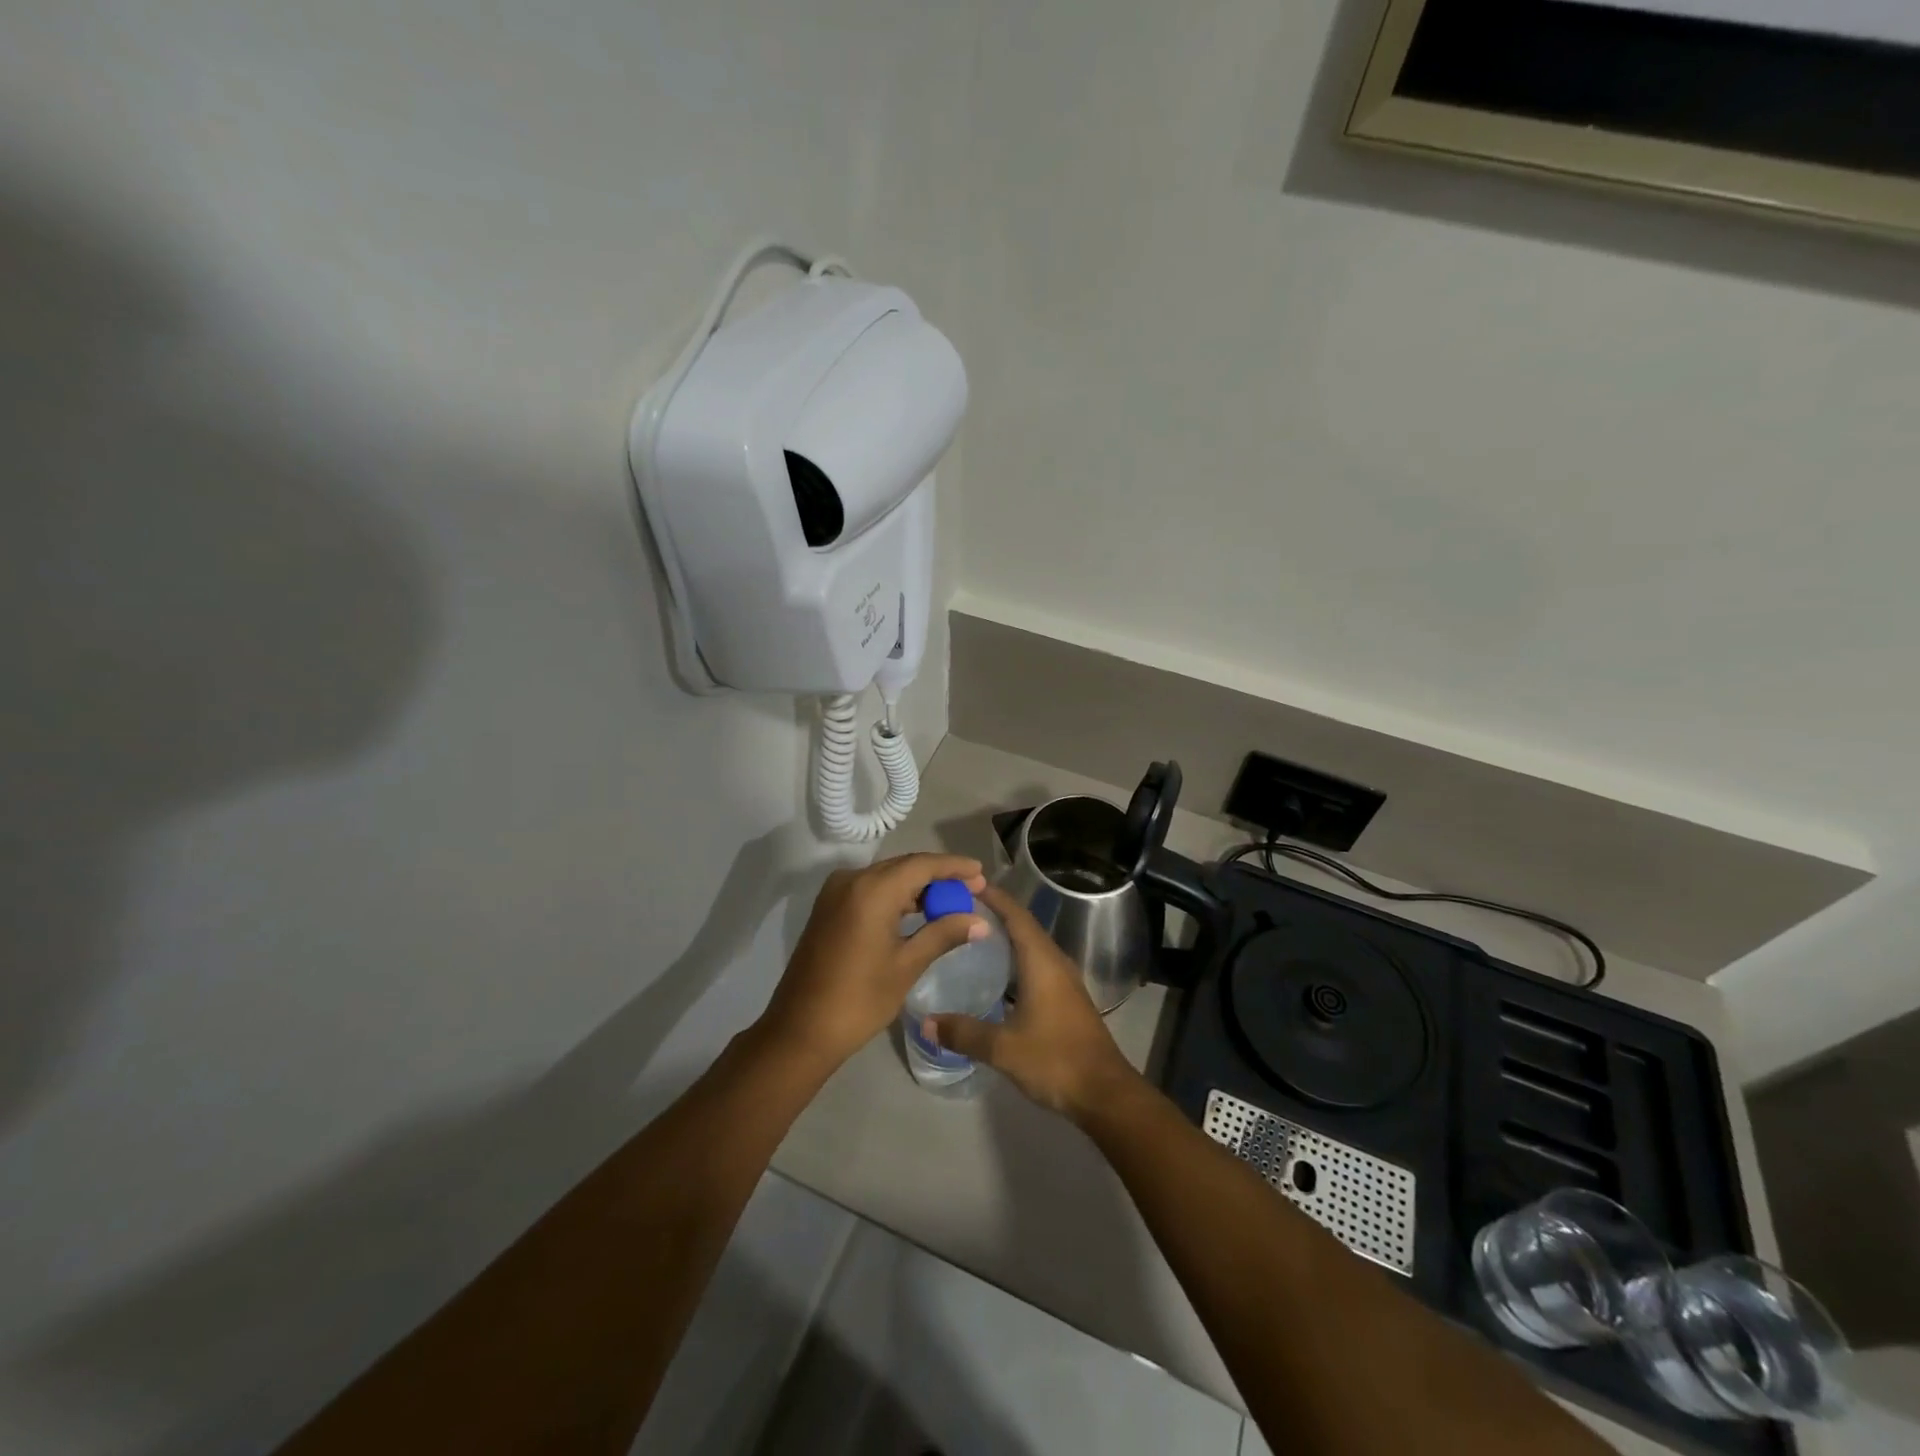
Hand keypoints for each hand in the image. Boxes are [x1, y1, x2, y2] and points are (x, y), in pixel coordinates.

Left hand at [759, 852, 988, 1071]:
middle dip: (938, 876)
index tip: (981, 873)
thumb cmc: (859, 999)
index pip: (922, 865)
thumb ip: (944, 934)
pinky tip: (917, 912)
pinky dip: (896, 897)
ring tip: (951, 902)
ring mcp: (836, 892)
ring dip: (917, 887)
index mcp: (872, 890)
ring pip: (886, 878)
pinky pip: (870, 890)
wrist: (800, 1029)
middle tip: (972, 889)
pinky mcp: (828, 908)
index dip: (954, 867)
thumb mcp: (907, 965)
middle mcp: (851, 880)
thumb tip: (980, 921)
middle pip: (904, 867)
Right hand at [926, 883, 1145, 1121]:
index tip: (965, 885)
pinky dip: (1014, 961)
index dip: (993, 897)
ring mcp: (1064, 981)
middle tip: (958, 910)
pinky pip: (1036, 966)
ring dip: (1005, 938)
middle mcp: (1055, 962)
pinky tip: (994, 976)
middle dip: (994, 914)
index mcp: (1042, 961)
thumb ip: (964, 1032)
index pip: (1015, 915)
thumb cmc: (1055, 1060)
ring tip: (970, 937)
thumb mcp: (1003, 1048)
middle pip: (1023, 926)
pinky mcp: (1066, 999)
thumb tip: (925, 1021)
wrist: (1104, 1093)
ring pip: (1030, 947)